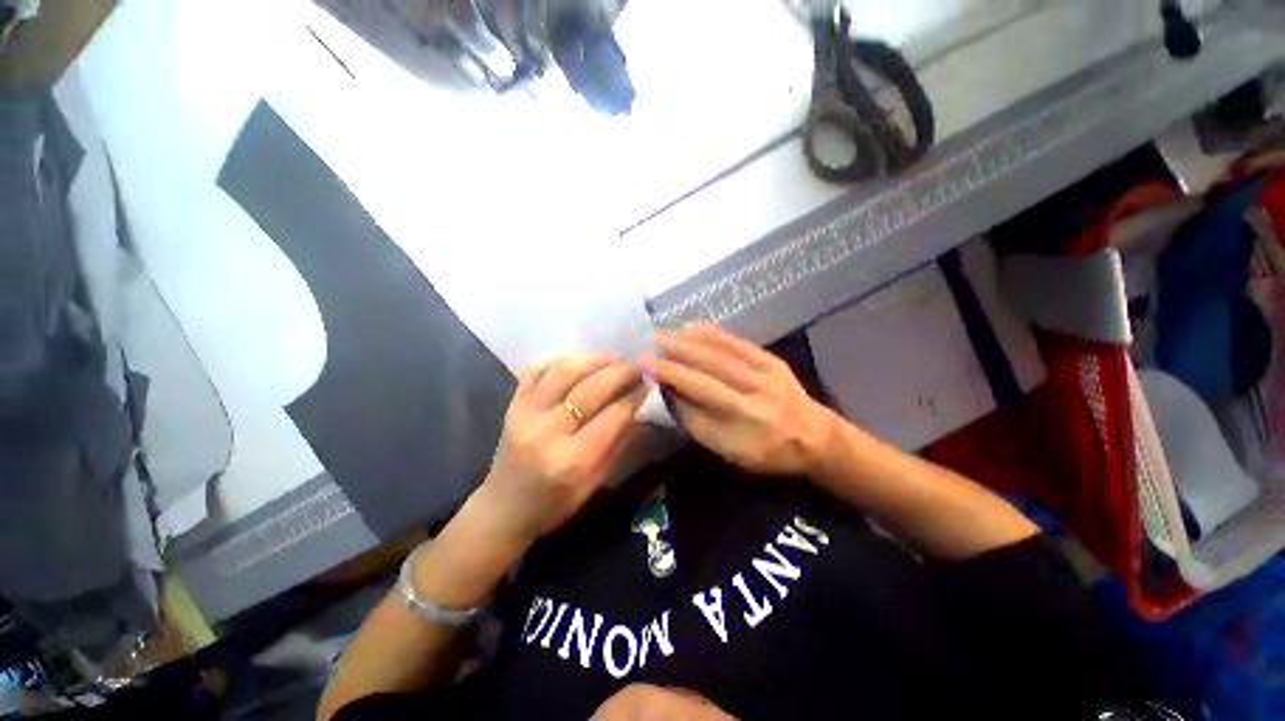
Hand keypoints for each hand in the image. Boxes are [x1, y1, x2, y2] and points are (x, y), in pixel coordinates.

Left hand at [476, 352, 647, 545]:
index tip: (648, 383)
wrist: (503, 508)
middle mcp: (547, 432)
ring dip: (595, 358)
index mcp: (572, 460)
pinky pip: (539, 369)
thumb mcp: (595, 483)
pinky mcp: (512, 403)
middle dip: (620, 371)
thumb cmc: (554, 503)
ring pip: (564, 370)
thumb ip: (618, 444)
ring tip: (613, 359)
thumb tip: (638, 407)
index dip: (633, 396)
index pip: (611, 416)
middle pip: (590, 388)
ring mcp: (525, 413)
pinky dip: (564, 360)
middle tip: (636, 366)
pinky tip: (582, 362)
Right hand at [639, 324, 837, 475]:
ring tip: (664, 333)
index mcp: (742, 423)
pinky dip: (713, 333)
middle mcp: (752, 395)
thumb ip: (698, 423)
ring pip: (721, 353)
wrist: (814, 436)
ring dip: (689, 341)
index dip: (670, 378)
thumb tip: (670, 394)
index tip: (646, 367)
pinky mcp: (771, 360)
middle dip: (675, 355)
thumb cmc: (767, 451)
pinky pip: (738, 343)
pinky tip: (693, 326)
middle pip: (707, 370)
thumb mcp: (729, 450)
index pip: (698, 395)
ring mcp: (764, 374)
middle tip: (649, 344)